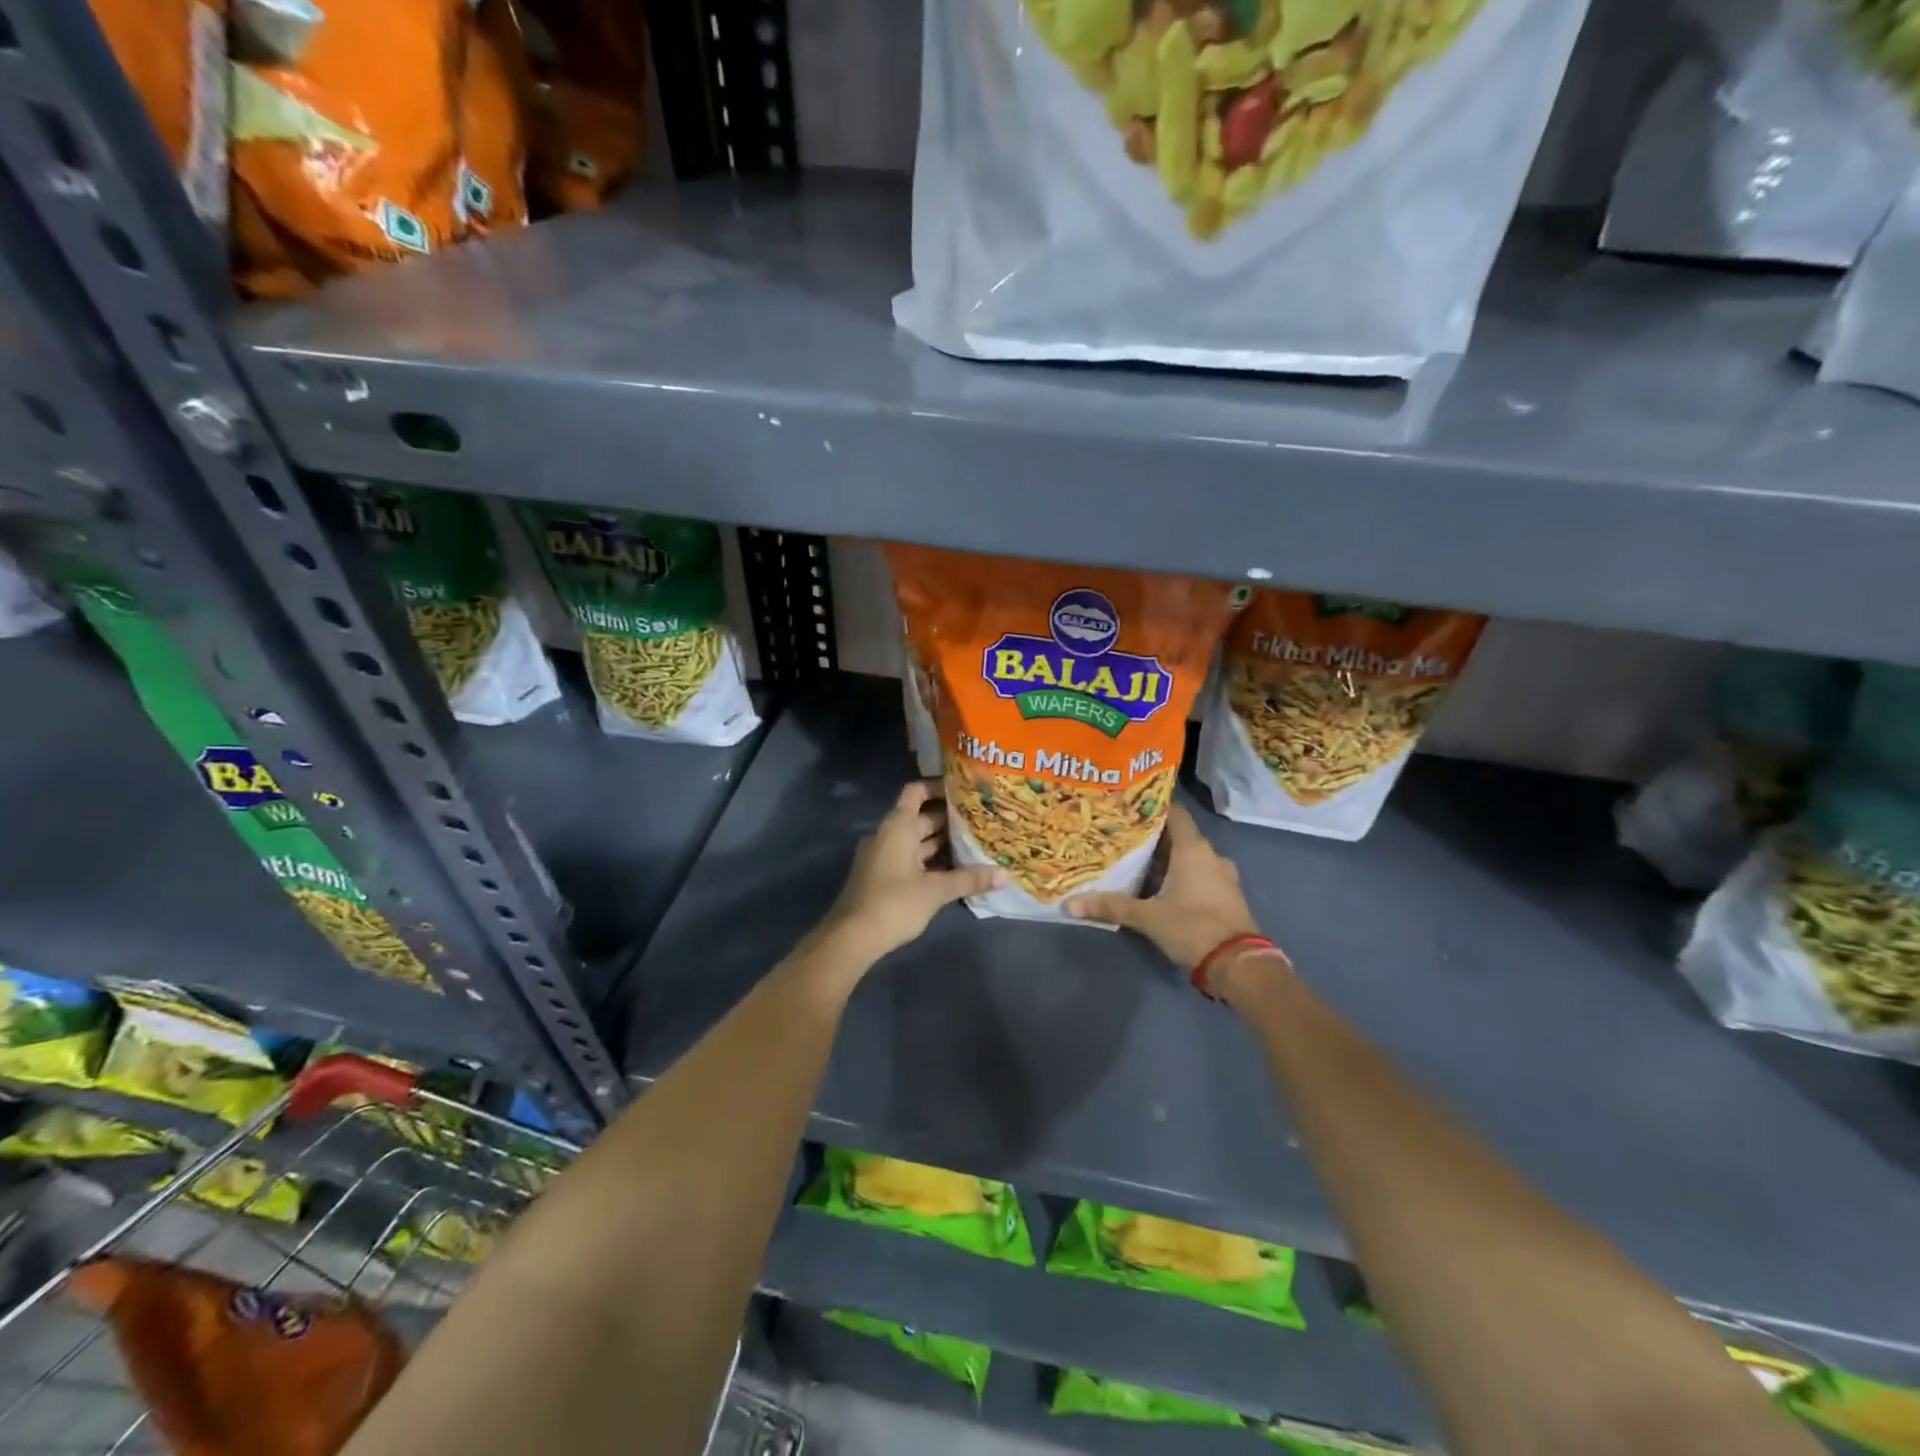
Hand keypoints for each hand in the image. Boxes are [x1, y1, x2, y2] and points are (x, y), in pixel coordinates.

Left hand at [822, 781, 1004, 963]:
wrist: (852, 937)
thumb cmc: (894, 903)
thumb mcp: (936, 890)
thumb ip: (969, 879)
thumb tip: (1005, 874)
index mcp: (897, 827)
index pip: (916, 792)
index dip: (937, 787)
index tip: (963, 789)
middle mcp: (887, 835)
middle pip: (919, 818)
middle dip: (948, 818)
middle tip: (980, 819)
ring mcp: (882, 857)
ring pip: (915, 841)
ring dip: (939, 842)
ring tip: (973, 842)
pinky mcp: (881, 877)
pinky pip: (909, 859)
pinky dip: (929, 860)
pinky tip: (953, 870)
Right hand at [1068, 803, 1271, 985]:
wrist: (1238, 964)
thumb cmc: (1192, 927)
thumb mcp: (1147, 917)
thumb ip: (1110, 906)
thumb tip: (1070, 904)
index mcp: (1193, 849)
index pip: (1174, 812)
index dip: (1152, 806)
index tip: (1128, 805)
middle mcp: (1210, 855)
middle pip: (1178, 835)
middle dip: (1152, 835)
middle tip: (1122, 835)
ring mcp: (1221, 875)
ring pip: (1189, 857)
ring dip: (1166, 858)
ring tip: (1136, 860)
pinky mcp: (1225, 895)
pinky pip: (1198, 874)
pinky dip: (1180, 874)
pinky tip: (1158, 885)